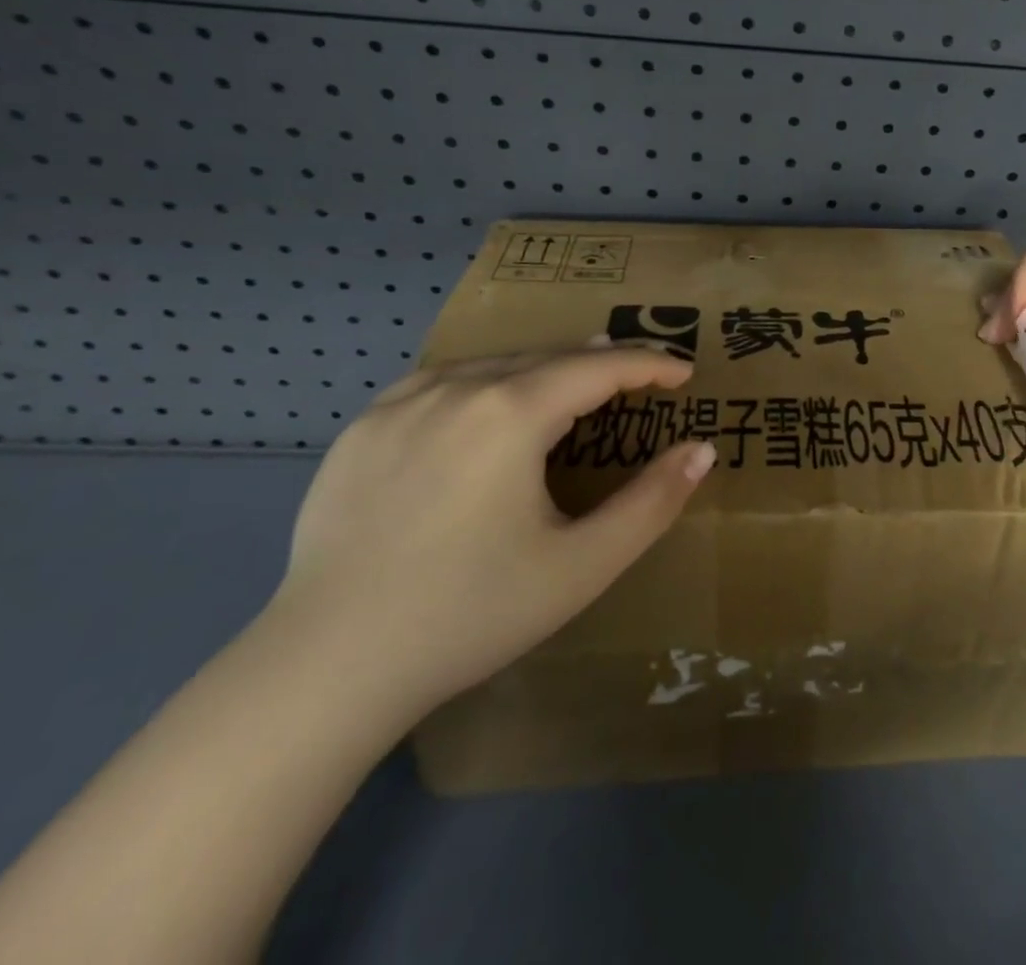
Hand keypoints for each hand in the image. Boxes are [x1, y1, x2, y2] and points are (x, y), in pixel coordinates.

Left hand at [273, 349, 717, 717]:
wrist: (324, 668)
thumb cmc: (470, 613)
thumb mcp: (582, 566)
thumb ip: (652, 503)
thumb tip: (701, 450)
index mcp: (510, 413)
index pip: (599, 368)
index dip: (649, 364)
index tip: (684, 372)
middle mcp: (455, 388)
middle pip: (548, 357)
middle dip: (602, 362)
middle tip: (640, 374)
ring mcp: (400, 403)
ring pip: (494, 364)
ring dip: (545, 368)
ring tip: (575, 380)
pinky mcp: (361, 428)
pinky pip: (441, 382)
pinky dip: (485, 380)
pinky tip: (488, 401)